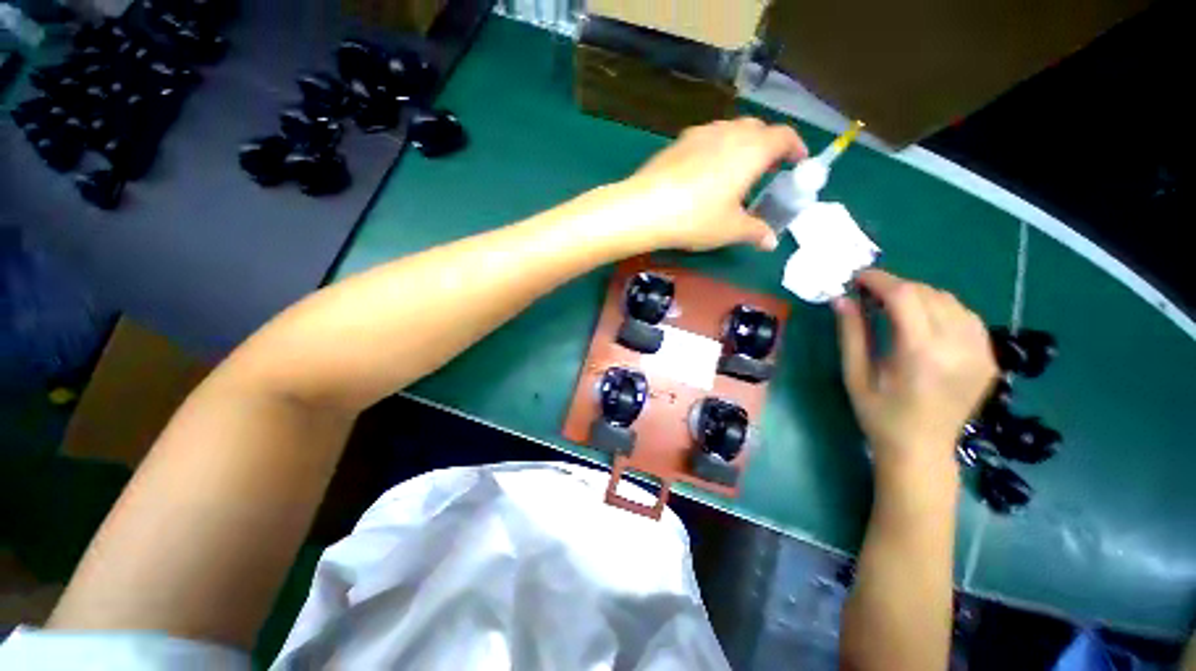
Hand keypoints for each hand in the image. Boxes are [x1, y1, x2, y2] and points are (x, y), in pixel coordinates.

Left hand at [614, 118, 806, 251]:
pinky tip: (703, 173)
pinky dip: (714, 149)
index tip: (798, 162)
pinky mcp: (676, 143)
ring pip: (729, 130)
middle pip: (757, 128)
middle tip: (766, 169)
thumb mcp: (731, 229)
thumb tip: (771, 241)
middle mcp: (728, 132)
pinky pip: (705, 139)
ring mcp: (700, 133)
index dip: (795, 147)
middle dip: (767, 145)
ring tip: (735, 171)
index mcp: (751, 149)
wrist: (645, 207)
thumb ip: (755, 231)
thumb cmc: (697, 217)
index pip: (783, 137)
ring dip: (739, 145)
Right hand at [834, 270, 997, 483]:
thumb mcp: (855, 375)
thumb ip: (851, 334)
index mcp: (921, 354)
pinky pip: (967, 317)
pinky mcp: (988, 358)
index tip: (858, 277)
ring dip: (919, 296)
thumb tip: (841, 299)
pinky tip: (925, 321)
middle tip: (870, 295)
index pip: (904, 297)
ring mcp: (980, 352)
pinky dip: (942, 309)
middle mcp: (957, 347)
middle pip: (928, 294)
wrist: (922, 450)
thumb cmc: (879, 415)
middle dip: (896, 286)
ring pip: (950, 301)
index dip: (879, 280)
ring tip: (895, 307)